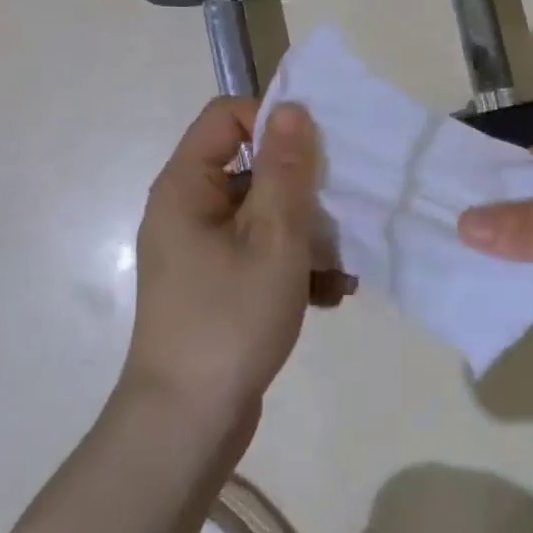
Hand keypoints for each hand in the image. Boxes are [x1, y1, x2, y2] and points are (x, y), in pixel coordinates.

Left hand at [126, 98, 345, 430]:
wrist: (188, 424)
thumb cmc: (230, 320)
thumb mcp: (273, 239)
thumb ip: (286, 170)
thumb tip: (292, 108)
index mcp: (188, 186)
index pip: (227, 116)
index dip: (273, 123)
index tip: (316, 156)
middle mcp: (189, 210)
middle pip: (252, 168)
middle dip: (304, 191)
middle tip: (344, 217)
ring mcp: (201, 251)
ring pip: (264, 215)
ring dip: (308, 236)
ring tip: (343, 270)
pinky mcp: (217, 285)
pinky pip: (259, 254)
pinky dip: (294, 267)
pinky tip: (328, 296)